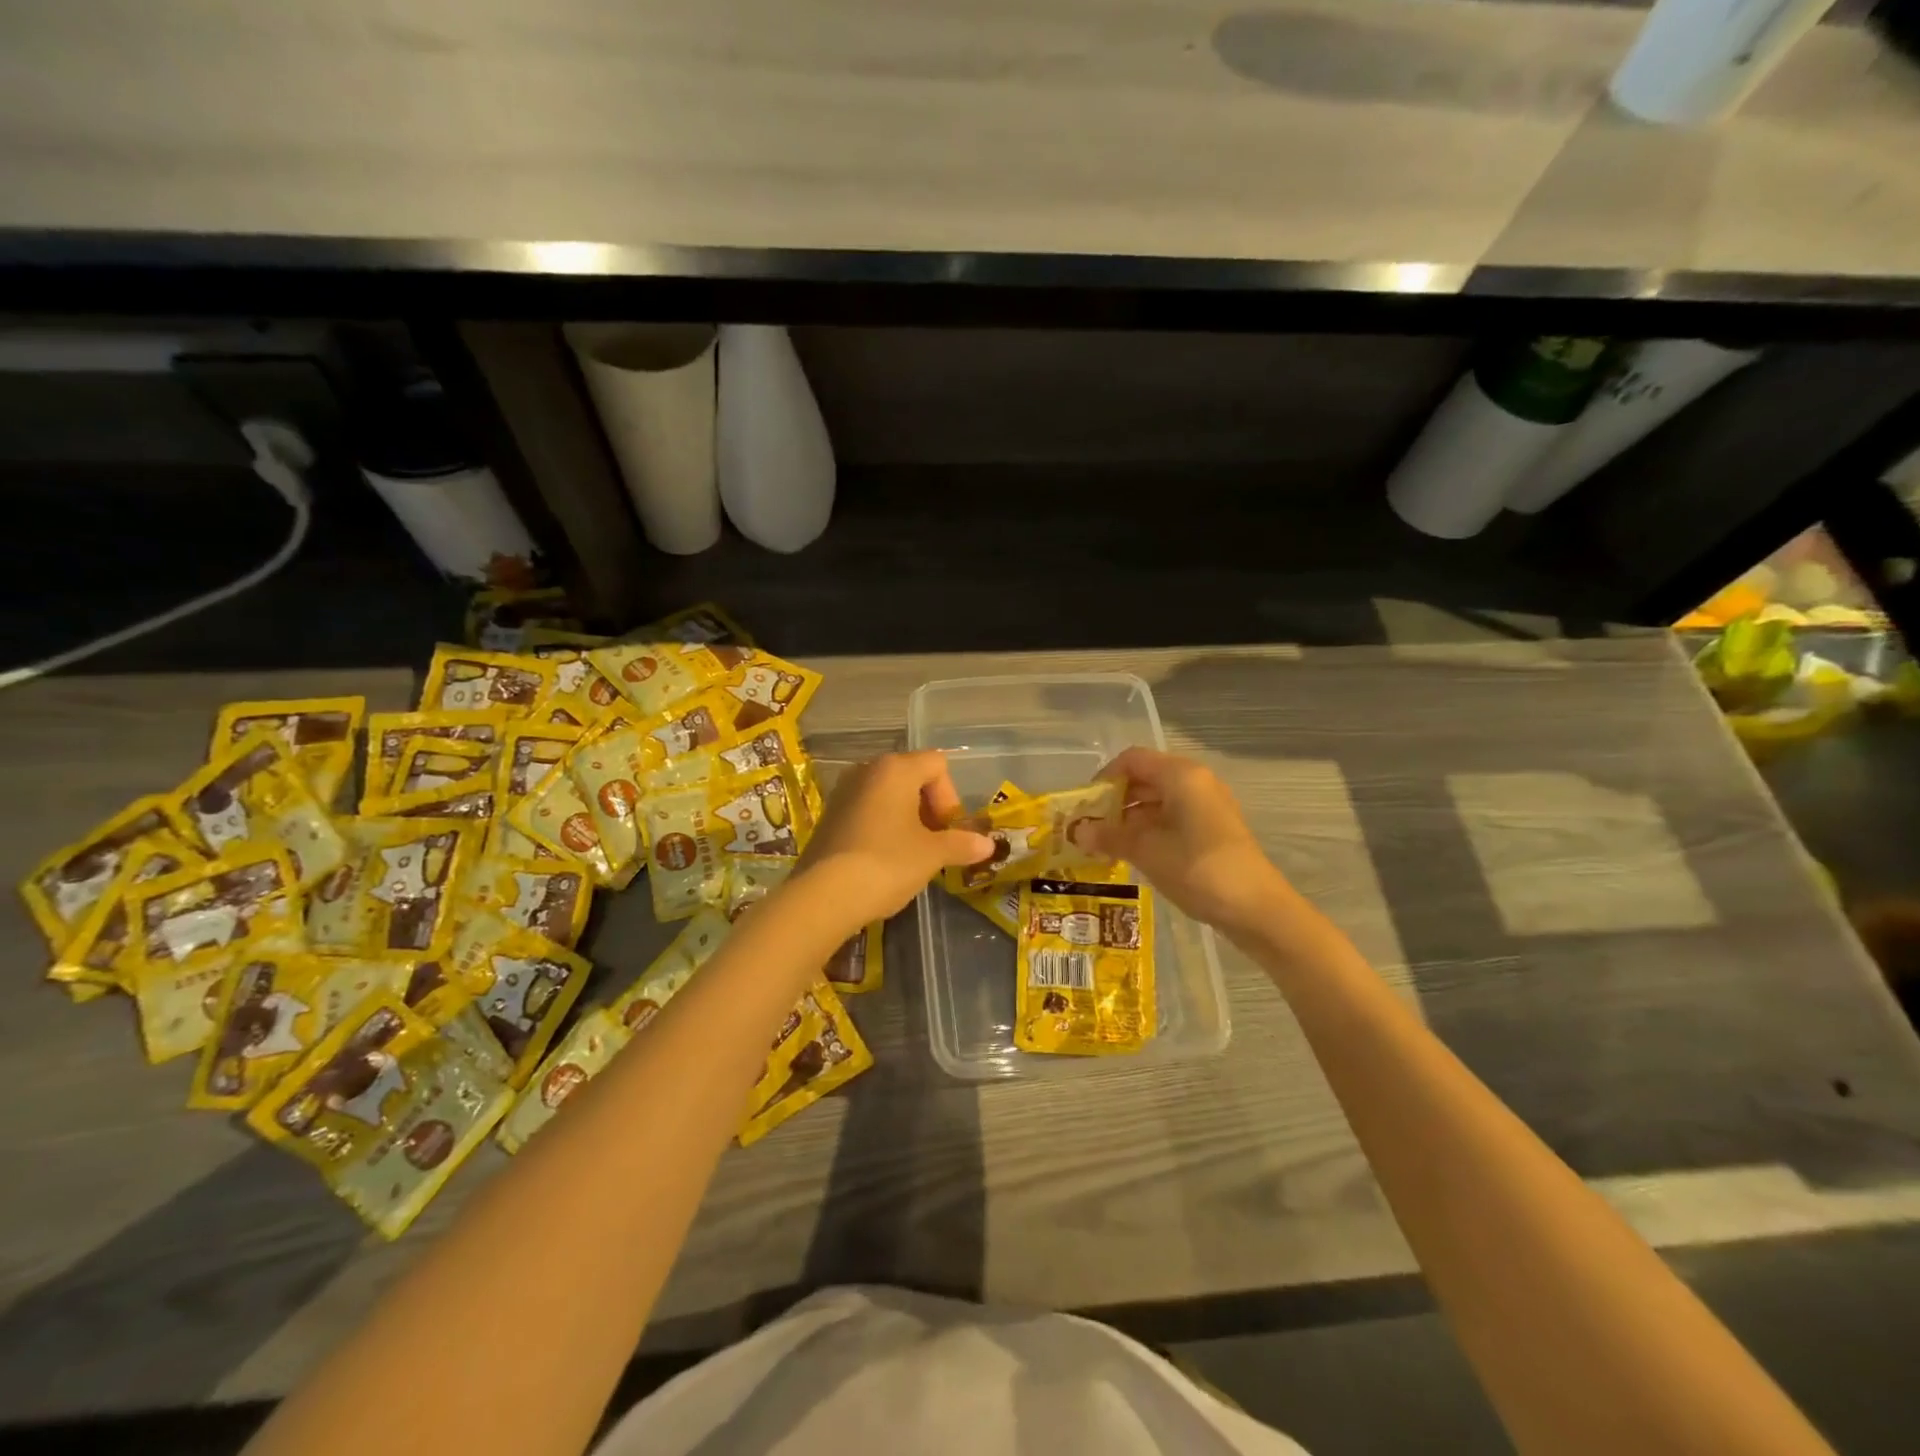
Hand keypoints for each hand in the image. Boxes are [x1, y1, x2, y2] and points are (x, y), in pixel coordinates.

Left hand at [793, 751, 994, 929]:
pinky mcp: (829, 815)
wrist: (823, 895)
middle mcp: (867, 770)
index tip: (947, 831)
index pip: (937, 764)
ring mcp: (843, 791)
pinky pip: (867, 809)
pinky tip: (883, 858)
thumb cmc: (887, 863)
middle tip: (934, 843)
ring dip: (906, 818)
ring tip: (911, 853)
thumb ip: (961, 844)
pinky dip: (882, 826)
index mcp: (895, 768)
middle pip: (912, 776)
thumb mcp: (931, 855)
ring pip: (888, 794)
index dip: (950, 797)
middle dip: (929, 808)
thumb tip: (988, 844)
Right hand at [1075, 748, 1284, 935]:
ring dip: (1130, 818)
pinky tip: (1134, 854)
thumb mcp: (1146, 851)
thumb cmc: (1197, 869)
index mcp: (1181, 775)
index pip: (1132, 760)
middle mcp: (1196, 782)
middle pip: (1145, 778)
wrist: (1256, 908)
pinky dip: (1150, 829)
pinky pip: (1173, 817)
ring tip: (1106, 845)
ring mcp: (1207, 805)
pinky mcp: (1213, 828)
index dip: (1104, 778)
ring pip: (1158, 800)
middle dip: (1115, 801)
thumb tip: (1077, 831)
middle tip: (1090, 828)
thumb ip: (1109, 836)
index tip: (1085, 807)